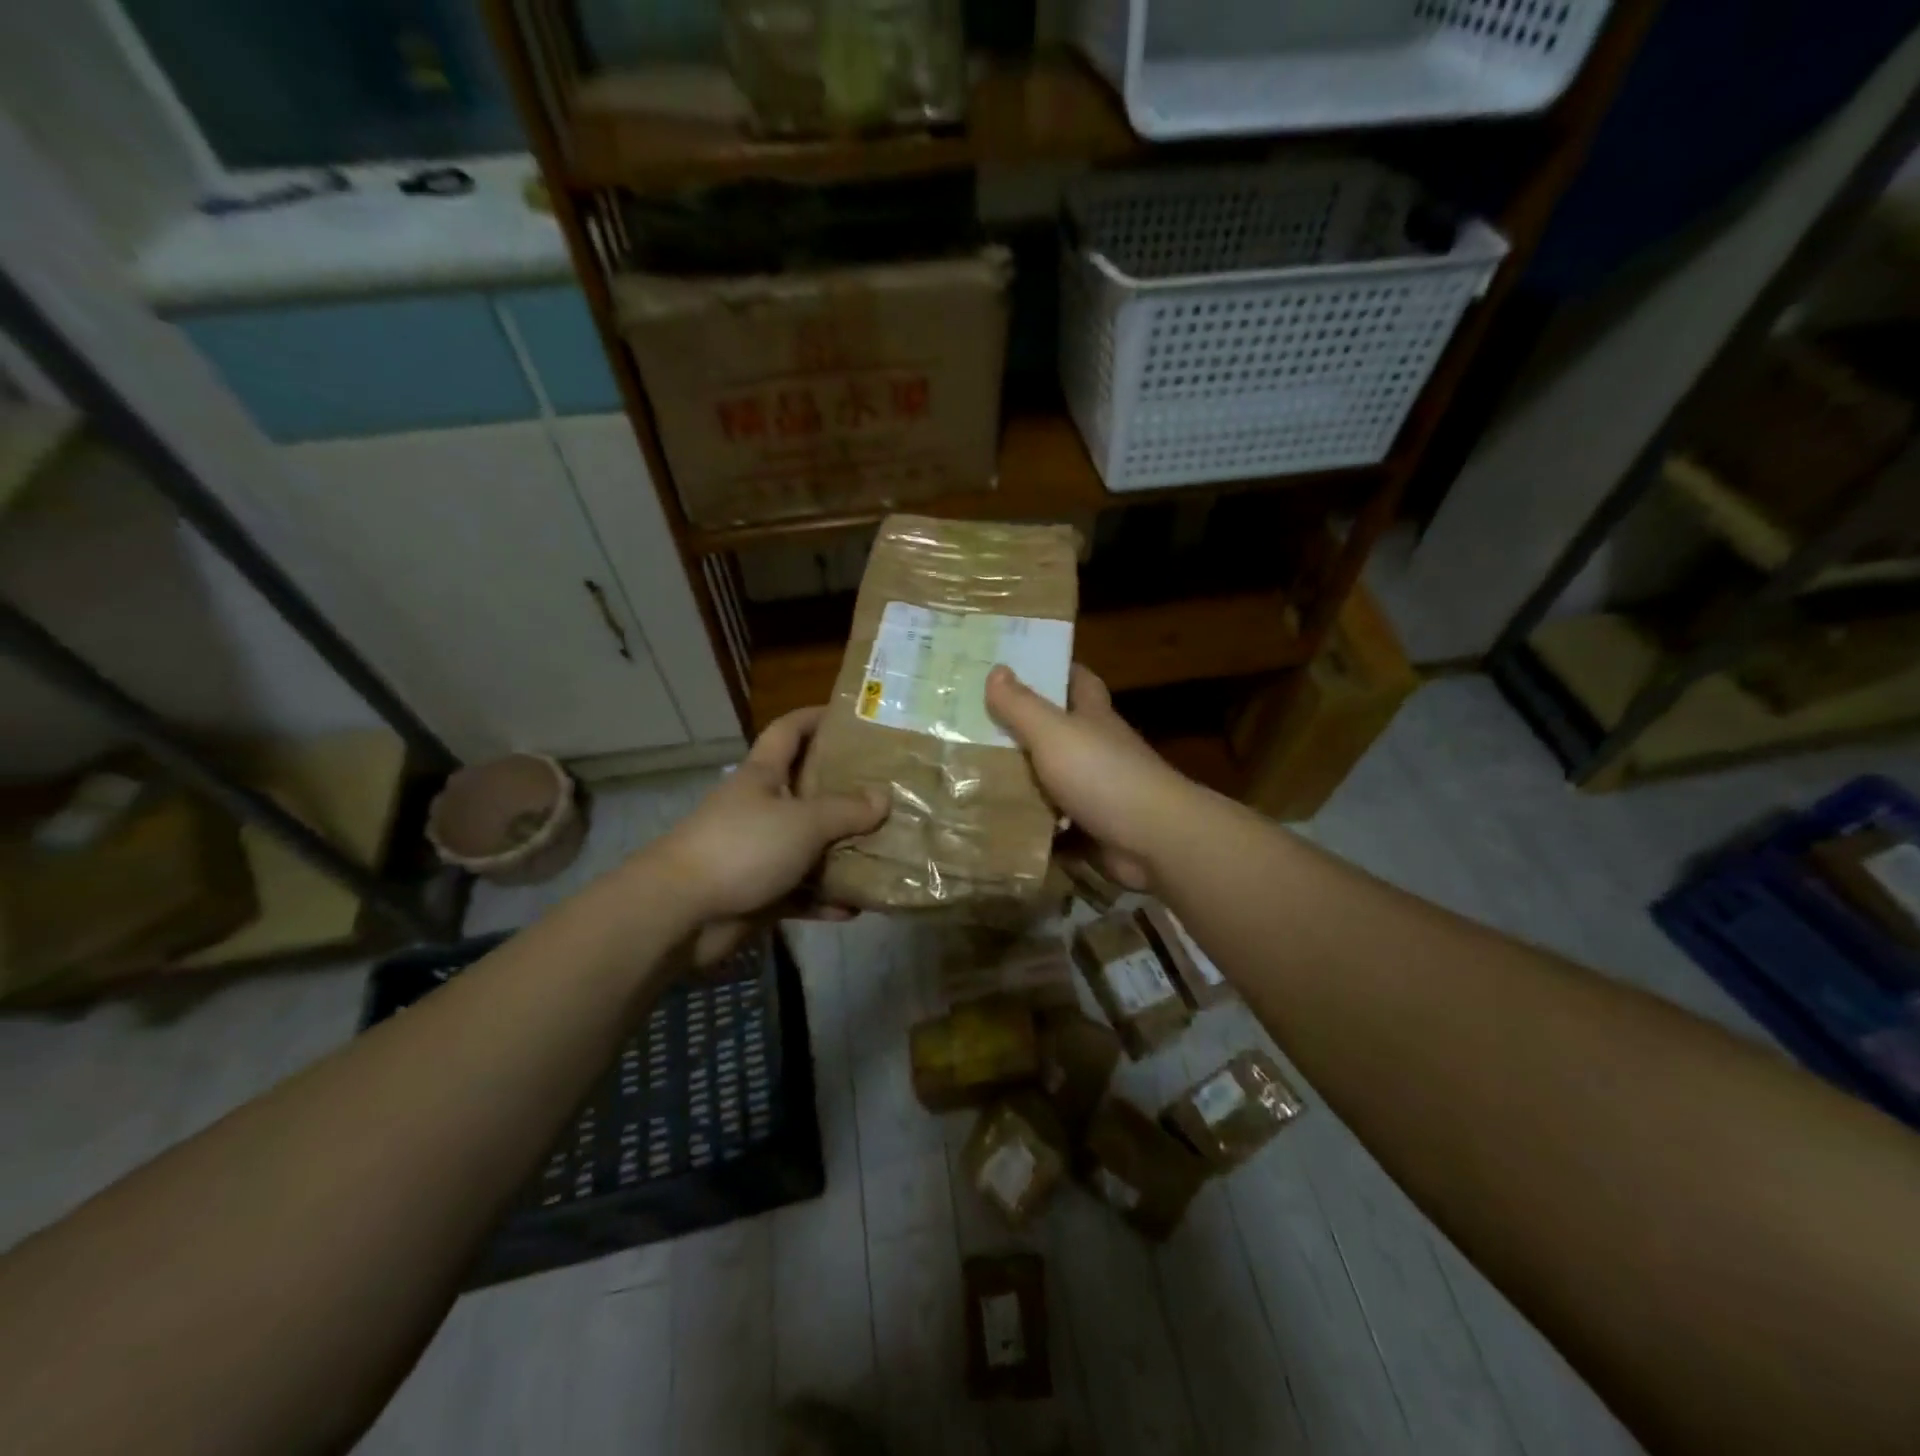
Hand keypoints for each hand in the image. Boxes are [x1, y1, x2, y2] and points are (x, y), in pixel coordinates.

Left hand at [645, 707, 888, 957]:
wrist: (679, 912)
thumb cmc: (742, 847)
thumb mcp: (803, 822)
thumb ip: (846, 810)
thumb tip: (883, 798)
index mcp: (762, 775)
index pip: (788, 731)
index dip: (815, 717)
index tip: (851, 717)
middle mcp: (760, 808)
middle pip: (806, 789)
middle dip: (844, 790)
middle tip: (887, 791)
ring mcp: (758, 852)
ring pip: (808, 845)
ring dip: (841, 852)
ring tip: (884, 852)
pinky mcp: (757, 893)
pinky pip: (800, 891)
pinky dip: (824, 899)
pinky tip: (856, 907)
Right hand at [985, 664, 1198, 891]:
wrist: (1153, 840)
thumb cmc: (1103, 774)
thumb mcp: (1053, 733)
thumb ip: (1022, 705)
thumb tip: (996, 669)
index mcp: (1093, 716)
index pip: (1078, 681)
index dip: (1053, 669)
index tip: (1016, 667)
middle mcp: (1097, 749)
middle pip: (1057, 731)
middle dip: (1022, 728)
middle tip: (972, 725)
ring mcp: (1095, 791)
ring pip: (1050, 779)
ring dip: (1019, 779)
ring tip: (970, 775)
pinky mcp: (1090, 828)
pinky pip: (1051, 822)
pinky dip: (1029, 823)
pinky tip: (995, 822)